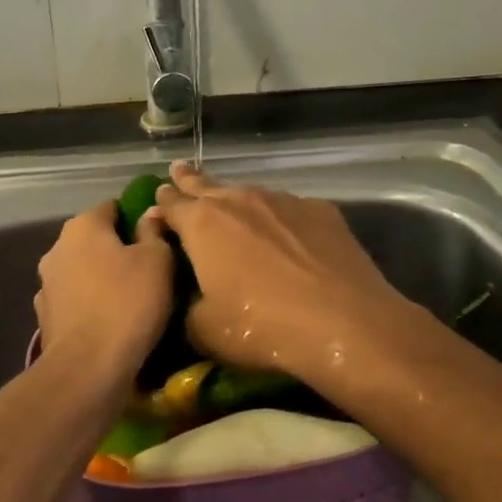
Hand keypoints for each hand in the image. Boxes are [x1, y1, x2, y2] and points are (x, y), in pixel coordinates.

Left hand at [34, 201, 174, 386]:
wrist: (88, 369)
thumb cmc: (128, 303)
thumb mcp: (157, 260)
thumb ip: (153, 231)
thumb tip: (150, 212)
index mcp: (83, 226)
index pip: (113, 207)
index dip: (136, 217)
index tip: (157, 236)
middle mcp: (57, 247)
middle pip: (94, 239)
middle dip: (118, 248)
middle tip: (149, 267)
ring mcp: (47, 284)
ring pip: (83, 270)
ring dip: (102, 278)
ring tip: (131, 297)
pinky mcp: (46, 317)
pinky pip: (76, 300)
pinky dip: (91, 304)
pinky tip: (110, 320)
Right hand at [153, 162, 417, 379]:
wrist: (344, 322)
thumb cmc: (262, 328)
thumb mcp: (205, 331)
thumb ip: (187, 307)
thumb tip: (190, 298)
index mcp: (202, 224)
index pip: (171, 203)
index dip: (162, 203)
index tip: (157, 199)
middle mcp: (240, 200)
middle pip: (206, 184)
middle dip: (189, 180)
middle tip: (179, 169)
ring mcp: (283, 200)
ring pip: (249, 194)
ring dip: (236, 201)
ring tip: (233, 208)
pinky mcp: (320, 210)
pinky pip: (288, 210)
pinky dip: (279, 218)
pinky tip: (288, 236)